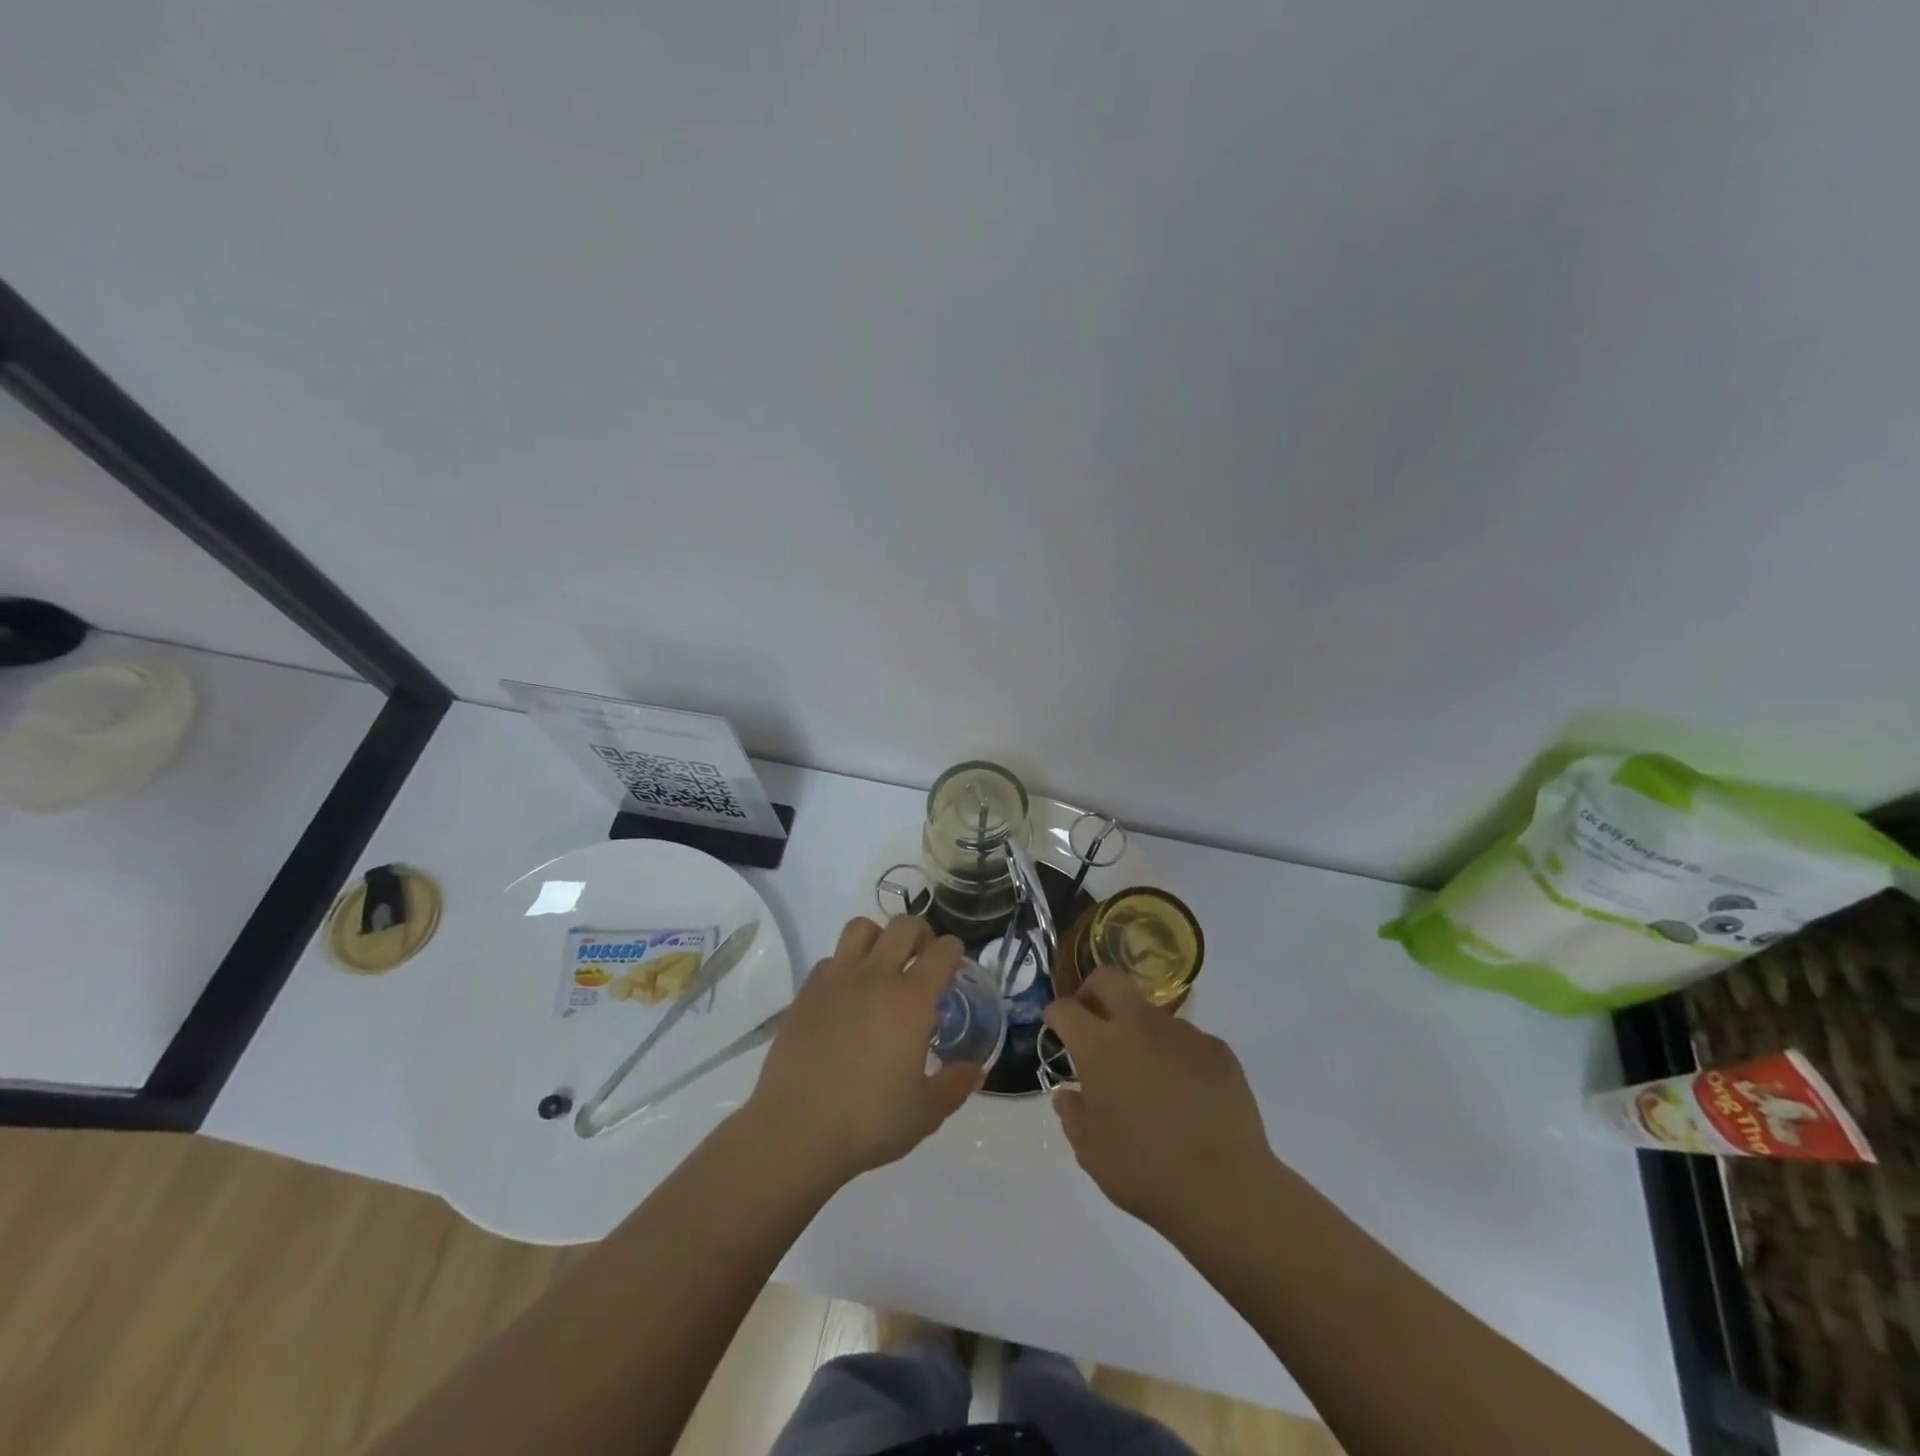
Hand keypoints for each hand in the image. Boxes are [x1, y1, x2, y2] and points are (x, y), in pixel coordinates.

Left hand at [743, 916, 981, 1186]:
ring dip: (878, 938)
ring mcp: (836, 980)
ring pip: (860, 928)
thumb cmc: (868, 1122)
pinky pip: (830, 960)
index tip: (955, 960)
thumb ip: (954, 1086)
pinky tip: (846, 996)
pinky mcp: (805, 992)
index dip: (953, 950)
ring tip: (882, 966)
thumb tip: (975, 1071)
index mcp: (911, 1000)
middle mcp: (875, 977)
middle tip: (922, 957)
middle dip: (920, 933)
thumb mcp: (924, 1113)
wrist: (795, 1131)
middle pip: (903, 926)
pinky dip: (844, 965)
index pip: (941, 952)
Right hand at [1042, 966, 1274, 1235]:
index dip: (1055, 1014)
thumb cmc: (1144, 1169)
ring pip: (1151, 1014)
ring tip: (1147, 1077)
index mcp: (1100, 1045)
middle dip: (1092, 991)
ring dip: (1139, 1033)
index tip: (1054, 1025)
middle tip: (1091, 1020)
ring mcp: (1182, 1033)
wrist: (1224, 1187)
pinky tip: (1185, 1095)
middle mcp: (1139, 1024)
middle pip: (1108, 979)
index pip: (1066, 1008)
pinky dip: (1176, 1057)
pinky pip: (1187, 1042)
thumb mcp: (1090, 1151)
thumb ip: (1073, 1114)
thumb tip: (1069, 1094)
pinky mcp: (1218, 1049)